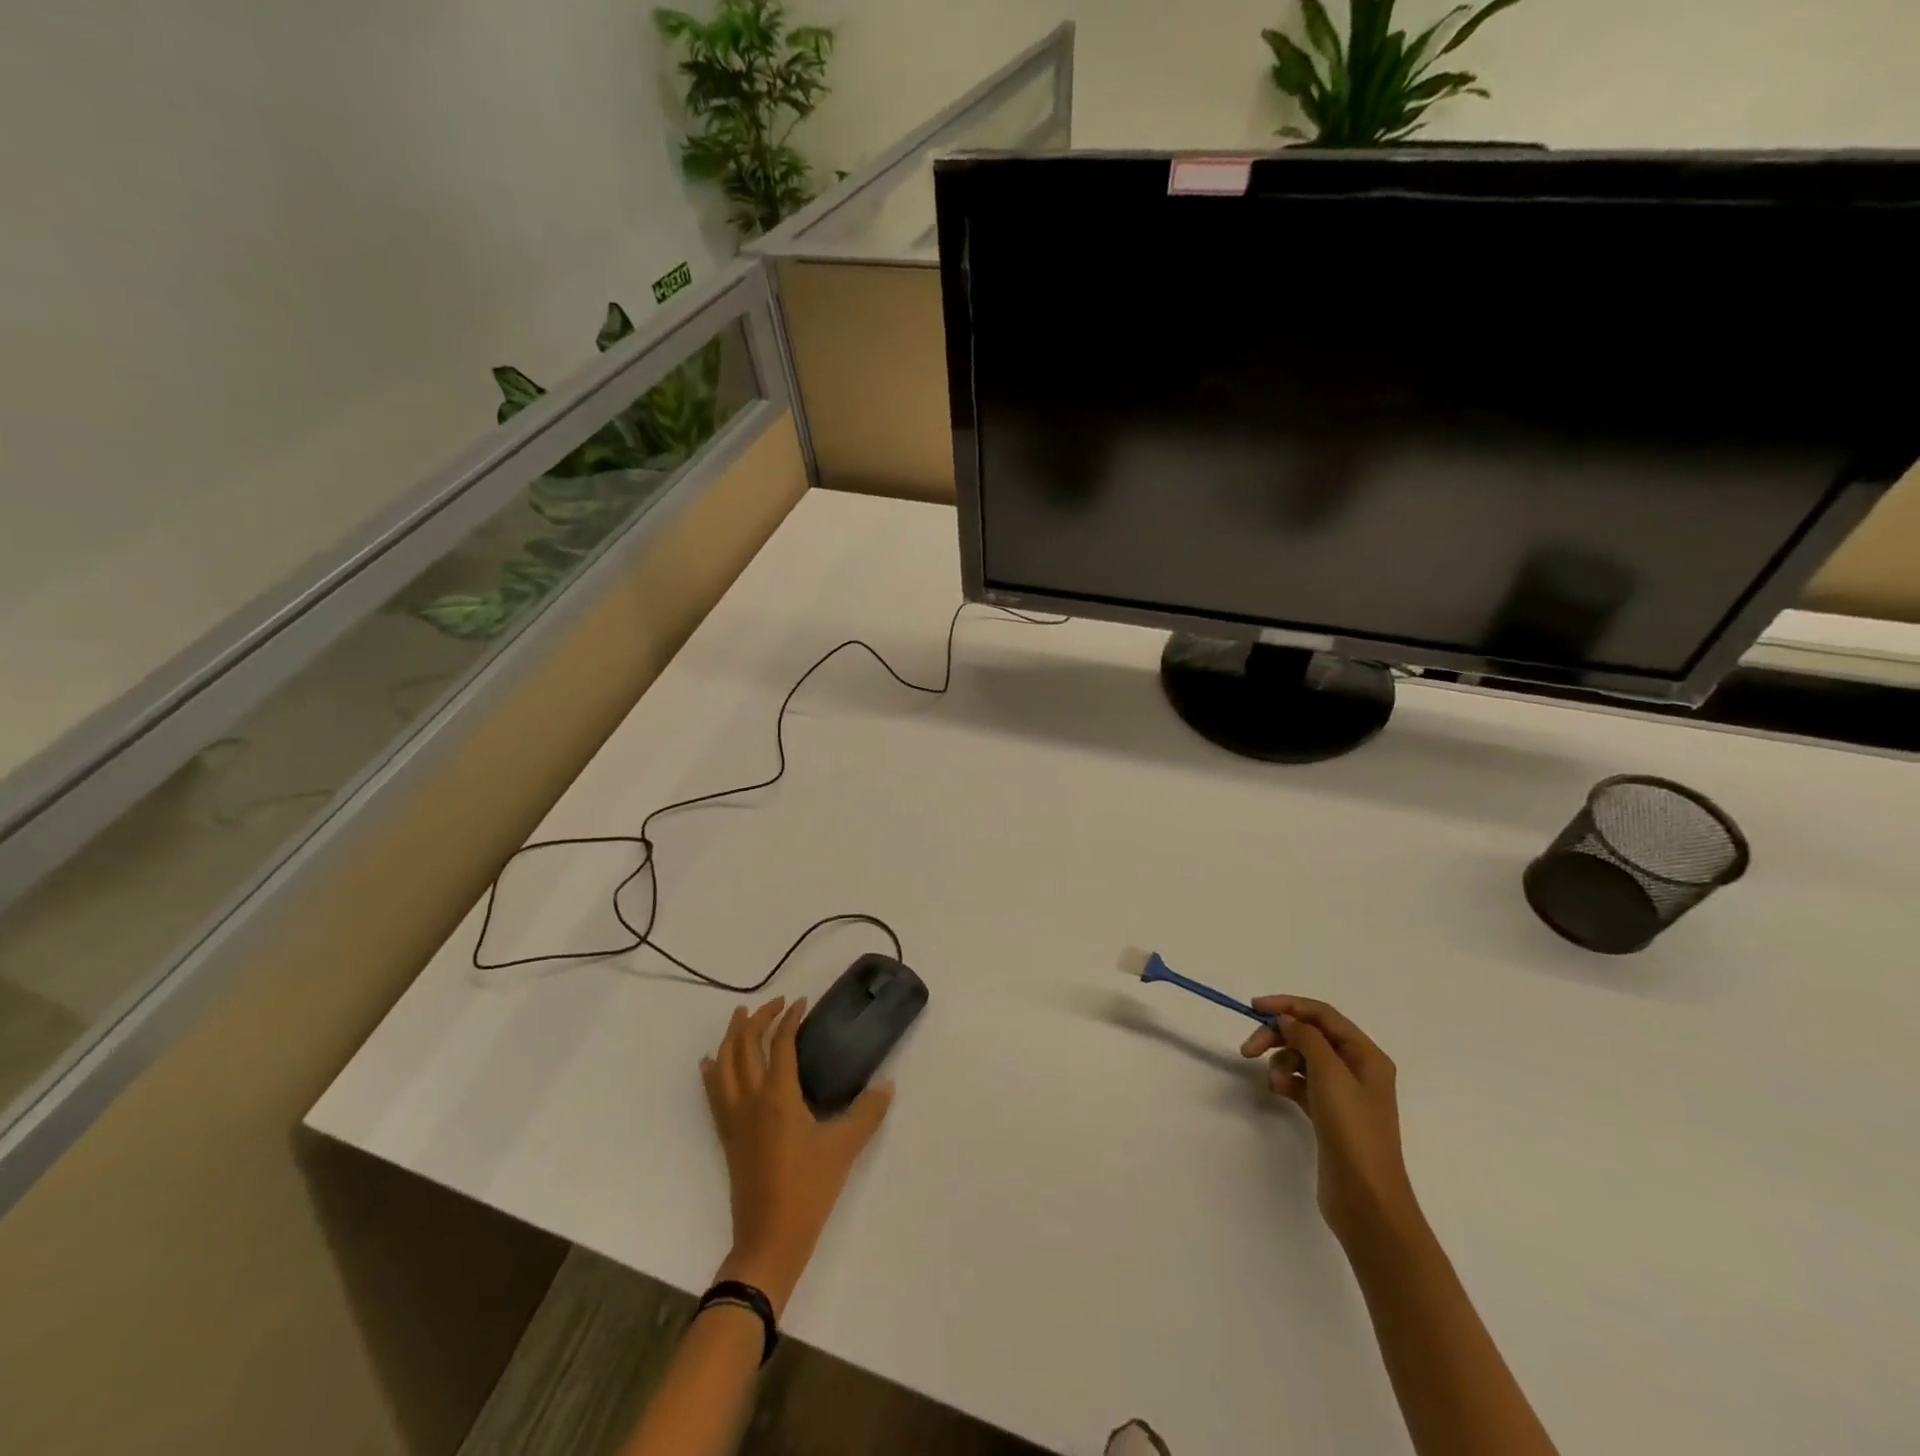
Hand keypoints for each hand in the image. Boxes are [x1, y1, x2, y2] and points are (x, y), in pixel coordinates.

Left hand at [701, 997, 892, 1314]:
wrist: (769, 1238)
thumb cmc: (809, 1189)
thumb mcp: (845, 1147)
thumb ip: (868, 1112)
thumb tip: (887, 1085)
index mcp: (778, 1095)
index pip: (781, 1043)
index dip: (790, 1018)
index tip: (802, 1003)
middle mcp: (750, 1098)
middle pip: (746, 1044)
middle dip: (759, 1018)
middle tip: (777, 1004)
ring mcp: (734, 1118)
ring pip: (724, 1063)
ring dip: (733, 1035)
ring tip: (742, 1017)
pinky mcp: (726, 1136)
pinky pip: (713, 1092)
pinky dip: (713, 1070)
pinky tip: (711, 1062)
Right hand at [1241, 997, 1419, 1246]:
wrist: (1366, 1199)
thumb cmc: (1352, 1130)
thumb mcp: (1330, 1074)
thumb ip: (1307, 1038)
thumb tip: (1288, 1020)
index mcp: (1366, 1055)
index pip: (1323, 1015)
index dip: (1288, 1005)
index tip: (1254, 1009)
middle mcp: (1357, 1069)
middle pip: (1310, 1036)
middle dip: (1279, 1037)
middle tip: (1248, 1049)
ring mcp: (1343, 1094)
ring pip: (1303, 1059)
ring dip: (1282, 1061)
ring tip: (1272, 1082)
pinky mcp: (1329, 1114)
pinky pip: (1301, 1083)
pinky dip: (1287, 1082)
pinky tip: (1277, 1092)